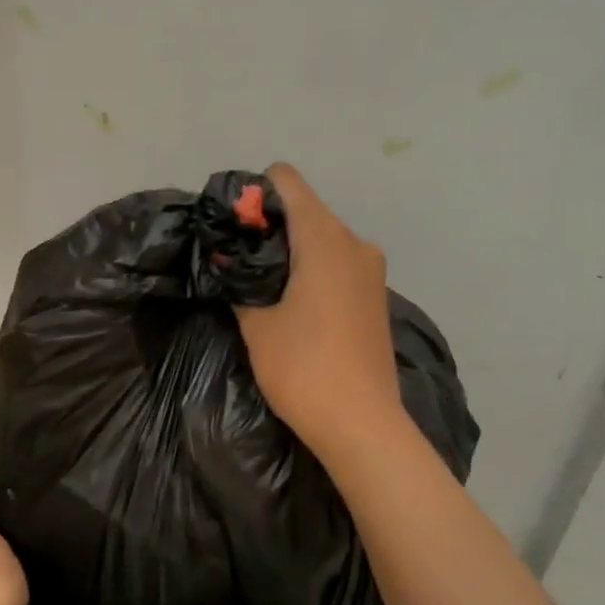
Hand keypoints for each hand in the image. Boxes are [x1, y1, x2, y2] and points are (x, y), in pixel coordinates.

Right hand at [236, 163, 405, 461]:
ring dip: (291, 251)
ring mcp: (371, 270)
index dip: (253, 195)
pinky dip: (313, 269)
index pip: (286, 181)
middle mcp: (354, 242)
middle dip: (268, 227)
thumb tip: (228, 264)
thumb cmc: (304, 368)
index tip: (232, 229)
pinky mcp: (376, 295)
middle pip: (304, 209)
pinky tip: (293, 305)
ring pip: (322, 237)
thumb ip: (239, 283)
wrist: (362, 424)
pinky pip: (338, 263)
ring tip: (263, 287)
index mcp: (324, 238)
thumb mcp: (256, 325)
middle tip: (238, 262)